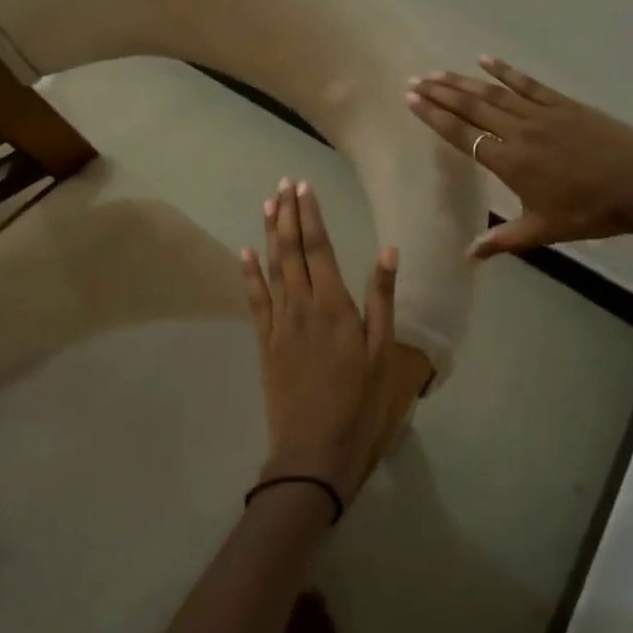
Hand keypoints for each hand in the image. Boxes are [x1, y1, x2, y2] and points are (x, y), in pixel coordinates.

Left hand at [240, 179, 399, 502]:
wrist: (313, 449)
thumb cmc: (358, 401)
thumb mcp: (382, 351)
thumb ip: (382, 298)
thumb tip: (388, 250)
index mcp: (333, 304)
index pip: (318, 247)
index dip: (310, 214)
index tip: (303, 186)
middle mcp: (301, 304)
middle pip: (291, 249)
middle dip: (287, 213)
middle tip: (283, 183)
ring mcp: (279, 321)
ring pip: (272, 267)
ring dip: (269, 233)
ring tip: (267, 203)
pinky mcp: (265, 340)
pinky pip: (255, 299)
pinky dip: (249, 273)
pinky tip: (244, 252)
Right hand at [407, 56, 632, 256]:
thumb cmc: (591, 212)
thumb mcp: (544, 229)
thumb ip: (503, 240)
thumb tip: (467, 256)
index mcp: (510, 162)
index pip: (463, 135)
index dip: (435, 117)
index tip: (412, 100)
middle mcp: (518, 132)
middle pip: (471, 107)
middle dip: (440, 93)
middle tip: (415, 80)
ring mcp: (541, 114)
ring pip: (493, 93)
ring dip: (463, 81)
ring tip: (438, 72)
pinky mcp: (563, 104)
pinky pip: (527, 83)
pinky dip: (505, 70)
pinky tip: (485, 59)